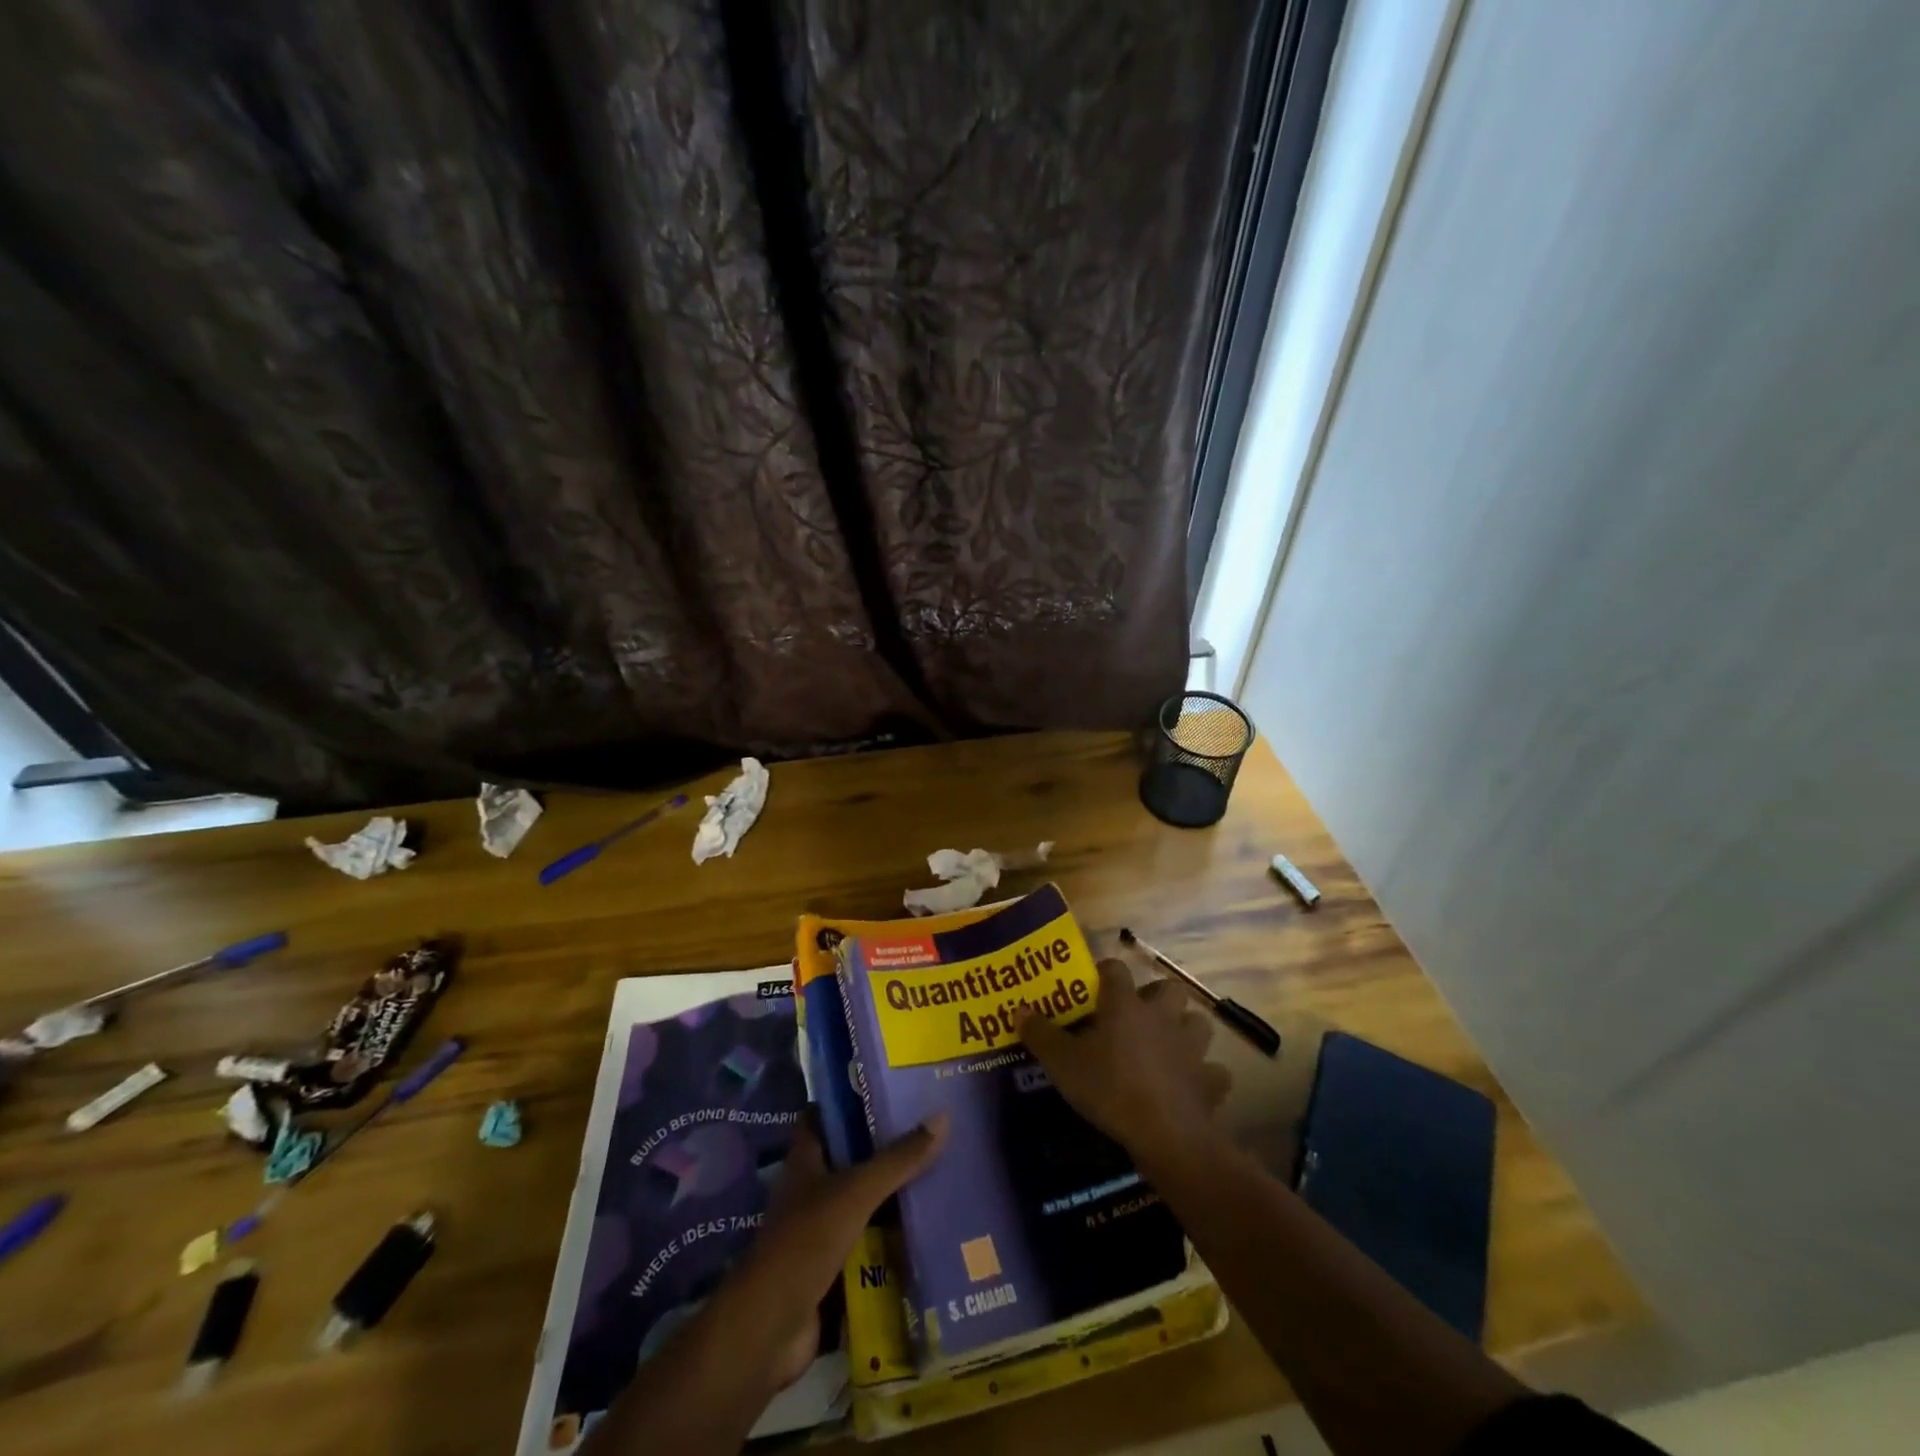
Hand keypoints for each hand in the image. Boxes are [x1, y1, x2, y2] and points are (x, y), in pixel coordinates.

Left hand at [740, 1111, 947, 1386]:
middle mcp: (811, 1189)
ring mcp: (820, 1230)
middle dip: (885, 1146)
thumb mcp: (856, 1192)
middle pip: (851, 1157)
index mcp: (806, 1160)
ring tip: (941, 1173)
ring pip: (863, 1201)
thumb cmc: (805, 1243)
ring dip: (893, 1194)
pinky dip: (893, 1238)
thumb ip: (898, 1159)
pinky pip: (869, 1243)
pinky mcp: (832, 1267)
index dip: (851, 1098)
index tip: (890, 1086)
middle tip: (931, 1128)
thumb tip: (942, 1116)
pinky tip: (928, 1230)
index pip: (824, 1115)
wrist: (771, 1330)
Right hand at [1017, 958, 1230, 1171]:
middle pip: (1169, 988)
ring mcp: (1191, 1047)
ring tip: (1168, 1045)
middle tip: (1138, 1015)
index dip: (1104, 972)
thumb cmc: (1109, 1088)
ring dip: (1185, 1029)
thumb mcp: (1062, 1063)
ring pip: (1198, 1023)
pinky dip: (1205, 1076)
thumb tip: (1019, 1010)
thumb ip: (1040, 1034)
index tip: (1094, 984)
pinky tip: (1190, 1085)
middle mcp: (1161, 1016)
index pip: (1115, 969)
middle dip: (1157, 997)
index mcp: (1125, 1004)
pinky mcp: (1210, 1080)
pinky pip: (1213, 1071)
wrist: (1165, 1133)